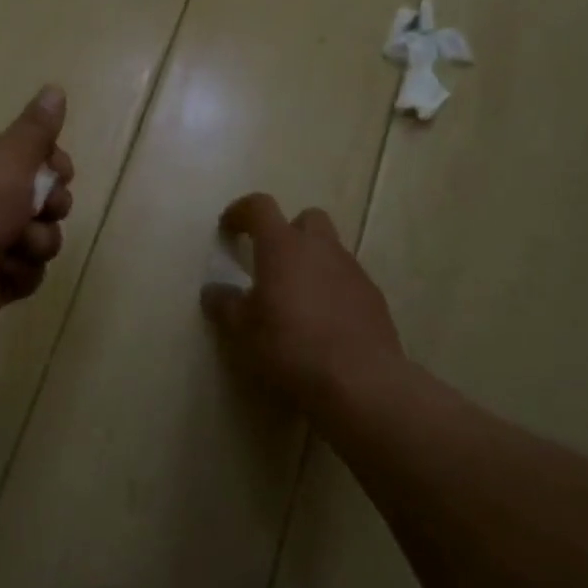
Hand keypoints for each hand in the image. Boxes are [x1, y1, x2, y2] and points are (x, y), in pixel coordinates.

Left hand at [0, 86, 74, 340]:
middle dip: (50, 206)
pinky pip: (26, 273)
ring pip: (39, 239)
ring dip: (36, 243)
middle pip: (40, 199)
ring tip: (18, 246)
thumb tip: (55, 88)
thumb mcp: (10, 155)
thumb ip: (37, 128)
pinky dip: (19, 273)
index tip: (61, 172)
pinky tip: (1, 272)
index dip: (52, 164)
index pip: (28, 156)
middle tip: (44, 209)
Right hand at [200, 193, 404, 413]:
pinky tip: (324, 322)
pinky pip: (348, 279)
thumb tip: (213, 291)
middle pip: (306, 219)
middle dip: (288, 231)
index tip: (228, 229)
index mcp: (282, 246)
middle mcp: (320, 248)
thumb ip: (225, 305)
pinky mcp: (374, 296)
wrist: (361, 381)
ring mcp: (352, 270)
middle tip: (272, 262)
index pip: (259, 207)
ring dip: (312, 262)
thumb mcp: (242, 331)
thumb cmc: (291, 347)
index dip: (241, 211)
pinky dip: (333, 289)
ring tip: (297, 299)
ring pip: (330, 250)